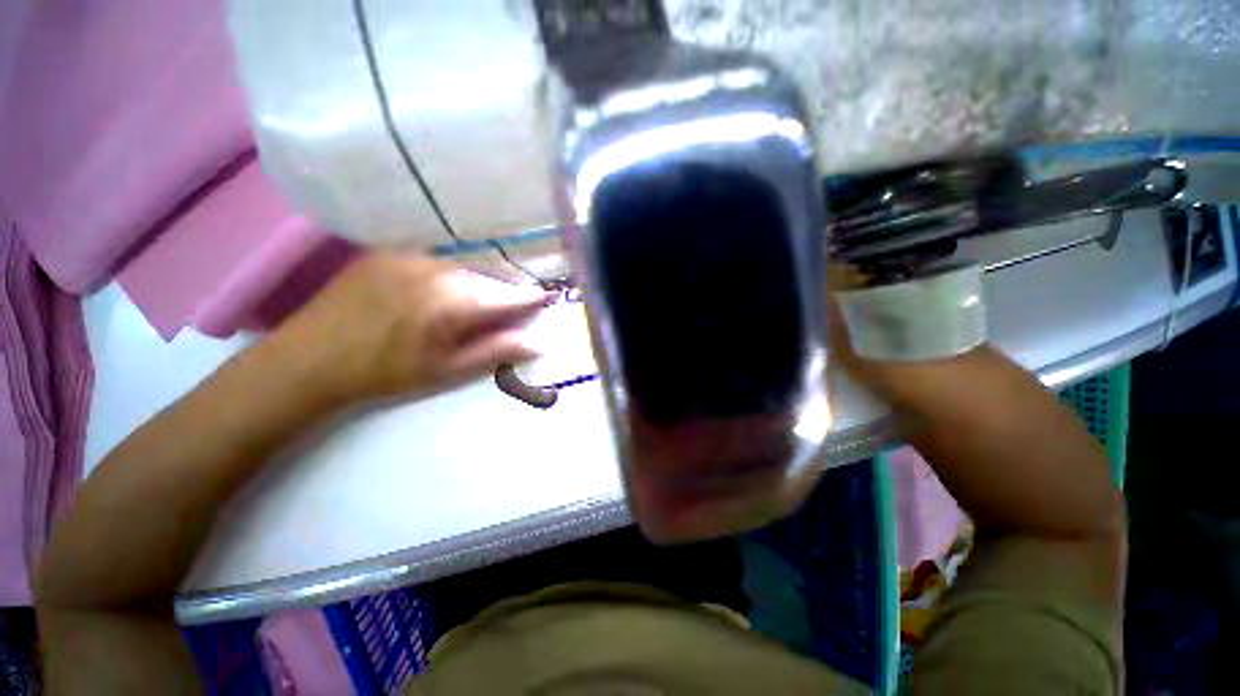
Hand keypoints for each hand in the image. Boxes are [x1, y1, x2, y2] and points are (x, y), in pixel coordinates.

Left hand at [272, 251, 552, 405]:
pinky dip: (452, 273)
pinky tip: (443, 290)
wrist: (311, 358)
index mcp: (455, 302)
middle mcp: (438, 269)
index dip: (530, 298)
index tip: (546, 299)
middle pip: (490, 276)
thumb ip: (496, 351)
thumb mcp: (447, 370)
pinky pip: (437, 259)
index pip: (509, 295)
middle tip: (512, 306)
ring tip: (478, 301)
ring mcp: (411, 255)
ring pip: (465, 265)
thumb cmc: (386, 372)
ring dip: (480, 281)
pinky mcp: (391, 251)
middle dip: (505, 290)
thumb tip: (538, 342)